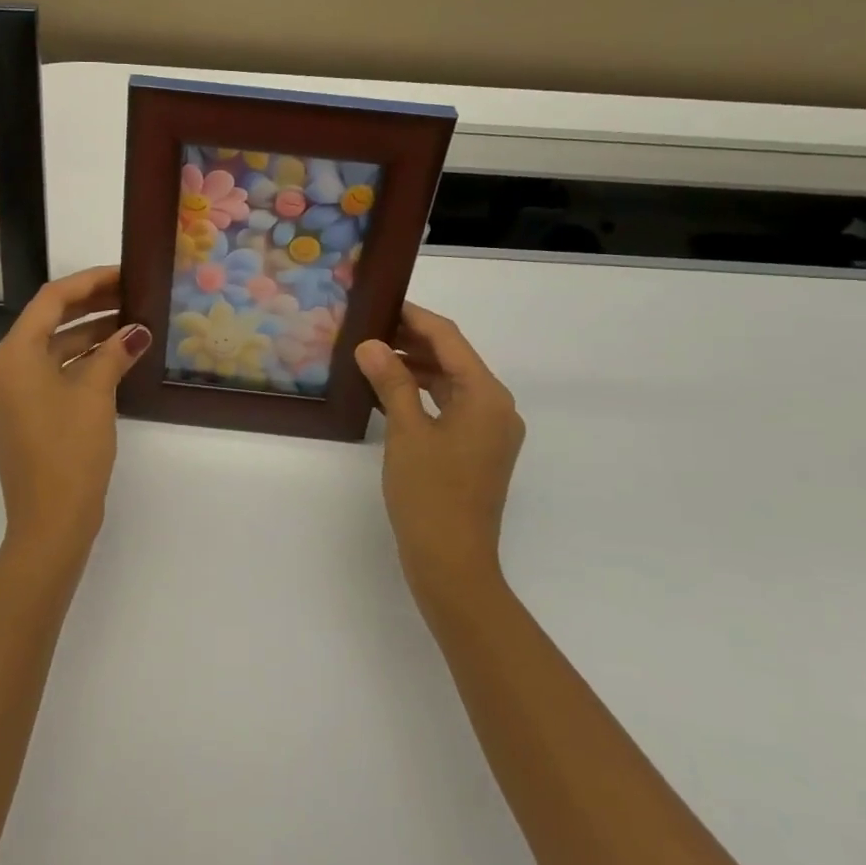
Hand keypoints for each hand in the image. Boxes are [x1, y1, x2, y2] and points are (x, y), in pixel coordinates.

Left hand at [0, 266, 151, 557]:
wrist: (50, 521)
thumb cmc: (70, 450)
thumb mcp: (95, 394)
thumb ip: (114, 353)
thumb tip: (137, 331)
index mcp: (13, 356)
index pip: (50, 301)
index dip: (89, 283)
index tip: (123, 274)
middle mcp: (3, 370)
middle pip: (47, 323)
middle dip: (90, 308)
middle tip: (131, 295)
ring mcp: (9, 396)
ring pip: (50, 351)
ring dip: (87, 336)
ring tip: (130, 325)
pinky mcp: (20, 417)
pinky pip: (49, 376)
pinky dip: (79, 364)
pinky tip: (113, 359)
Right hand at [354, 303, 524, 602]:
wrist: (453, 562)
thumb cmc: (430, 493)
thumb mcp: (406, 432)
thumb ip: (391, 382)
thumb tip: (370, 344)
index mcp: (486, 396)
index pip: (449, 339)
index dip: (415, 317)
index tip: (382, 302)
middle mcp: (496, 407)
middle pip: (453, 359)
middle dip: (412, 341)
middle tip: (369, 328)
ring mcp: (490, 431)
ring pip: (451, 384)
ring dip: (415, 368)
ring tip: (372, 357)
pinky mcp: (478, 450)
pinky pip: (450, 407)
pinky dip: (422, 395)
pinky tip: (388, 394)